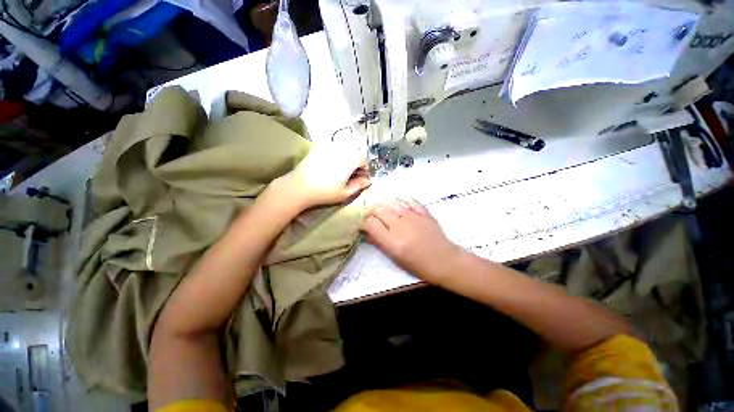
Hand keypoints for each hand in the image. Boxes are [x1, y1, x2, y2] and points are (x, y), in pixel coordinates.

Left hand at [277, 138, 370, 210]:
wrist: (300, 187)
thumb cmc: (326, 192)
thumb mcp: (346, 192)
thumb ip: (359, 185)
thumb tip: (368, 180)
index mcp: (351, 159)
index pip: (364, 159)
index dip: (364, 169)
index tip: (360, 178)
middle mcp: (342, 148)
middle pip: (355, 152)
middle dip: (356, 163)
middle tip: (351, 176)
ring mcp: (329, 146)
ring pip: (344, 149)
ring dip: (347, 158)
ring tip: (341, 171)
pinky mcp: (318, 147)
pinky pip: (332, 148)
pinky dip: (335, 155)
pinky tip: (330, 166)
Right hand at [362, 199, 461, 285]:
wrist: (444, 261)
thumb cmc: (418, 265)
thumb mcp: (395, 258)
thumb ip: (380, 243)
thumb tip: (367, 233)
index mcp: (392, 241)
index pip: (370, 223)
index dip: (364, 223)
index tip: (364, 225)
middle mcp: (400, 225)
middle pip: (379, 209)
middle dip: (371, 211)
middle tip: (371, 216)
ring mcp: (413, 216)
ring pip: (392, 202)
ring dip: (384, 205)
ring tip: (384, 210)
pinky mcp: (424, 212)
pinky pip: (410, 200)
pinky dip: (402, 200)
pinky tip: (400, 204)